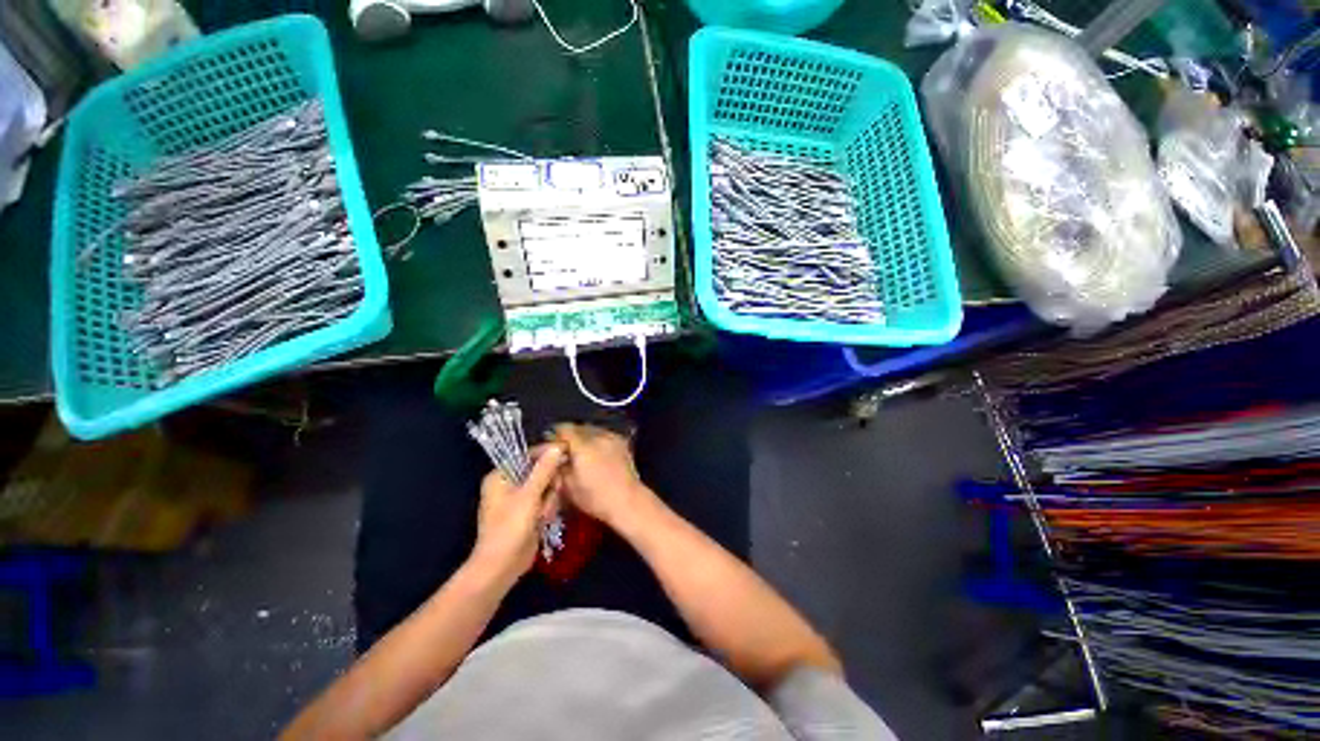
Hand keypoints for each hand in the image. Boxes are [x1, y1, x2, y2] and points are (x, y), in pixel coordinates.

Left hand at [471, 445, 564, 582]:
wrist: (502, 566)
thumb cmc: (510, 527)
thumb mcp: (529, 495)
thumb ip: (544, 470)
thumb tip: (557, 447)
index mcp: (501, 475)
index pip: (528, 454)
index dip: (547, 452)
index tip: (566, 450)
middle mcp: (508, 483)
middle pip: (540, 470)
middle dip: (549, 483)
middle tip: (550, 494)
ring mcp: (519, 498)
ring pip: (546, 486)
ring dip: (549, 499)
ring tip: (543, 514)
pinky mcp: (527, 511)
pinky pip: (545, 500)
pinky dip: (547, 508)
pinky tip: (544, 520)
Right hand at [553, 424, 654, 527]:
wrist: (628, 500)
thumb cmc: (596, 498)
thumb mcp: (569, 487)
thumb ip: (558, 468)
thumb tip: (552, 459)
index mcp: (582, 446)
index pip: (563, 429)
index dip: (552, 436)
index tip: (547, 446)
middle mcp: (598, 436)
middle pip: (578, 427)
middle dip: (567, 436)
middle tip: (560, 449)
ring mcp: (612, 437)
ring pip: (591, 429)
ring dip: (581, 436)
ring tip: (576, 450)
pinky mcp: (621, 441)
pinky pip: (603, 434)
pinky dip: (595, 439)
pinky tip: (592, 452)